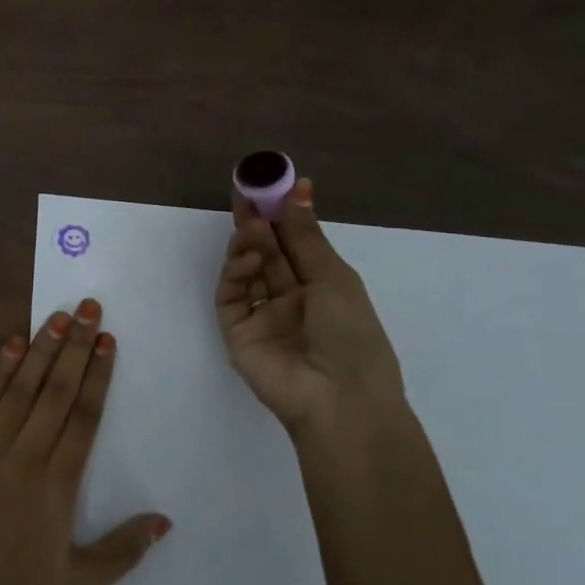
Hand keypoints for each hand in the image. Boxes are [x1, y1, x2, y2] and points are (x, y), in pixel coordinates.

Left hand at [0, 300, 169, 584]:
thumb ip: (122, 552)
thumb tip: (164, 520)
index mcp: (57, 487)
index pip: (83, 418)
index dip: (97, 376)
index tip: (107, 341)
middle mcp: (24, 456)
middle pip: (55, 391)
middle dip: (75, 347)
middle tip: (89, 308)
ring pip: (20, 388)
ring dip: (40, 348)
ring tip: (58, 316)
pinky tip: (10, 344)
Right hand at [215, 177, 403, 436]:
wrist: (339, 400)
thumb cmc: (352, 336)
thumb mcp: (334, 278)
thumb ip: (306, 235)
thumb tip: (300, 188)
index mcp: (321, 288)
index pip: (295, 244)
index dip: (284, 214)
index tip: (273, 184)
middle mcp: (291, 299)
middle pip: (268, 253)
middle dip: (258, 223)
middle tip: (246, 193)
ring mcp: (262, 316)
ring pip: (247, 271)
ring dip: (248, 245)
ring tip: (251, 225)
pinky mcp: (237, 332)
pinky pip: (232, 296)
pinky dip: (236, 273)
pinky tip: (249, 257)